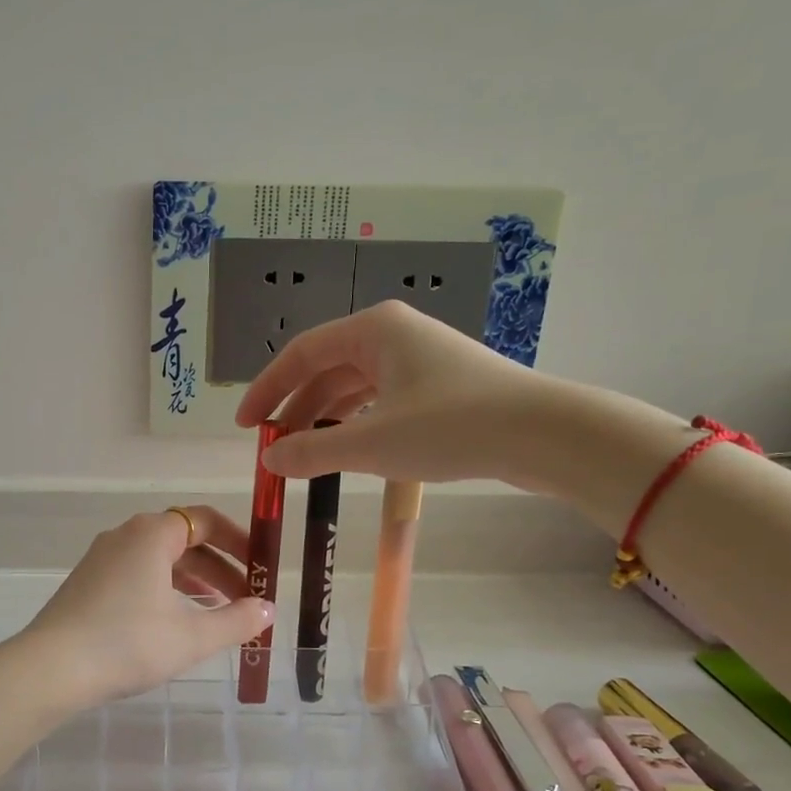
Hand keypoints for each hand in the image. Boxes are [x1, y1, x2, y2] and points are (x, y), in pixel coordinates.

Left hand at [25, 507, 273, 706]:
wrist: (51, 668)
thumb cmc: (128, 643)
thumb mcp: (192, 637)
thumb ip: (236, 621)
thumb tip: (267, 610)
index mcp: (152, 534)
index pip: (206, 520)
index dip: (240, 541)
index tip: (261, 568)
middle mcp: (125, 536)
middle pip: (184, 541)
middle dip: (220, 569)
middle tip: (246, 601)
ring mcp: (102, 558)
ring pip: (160, 560)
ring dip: (194, 581)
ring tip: (217, 613)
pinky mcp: (88, 583)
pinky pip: (138, 574)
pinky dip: (165, 590)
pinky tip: (174, 622)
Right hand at [235, 302, 557, 484]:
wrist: (545, 434)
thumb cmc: (451, 426)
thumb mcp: (371, 443)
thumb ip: (312, 451)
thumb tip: (269, 460)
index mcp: (373, 330)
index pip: (301, 354)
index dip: (266, 389)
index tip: (246, 426)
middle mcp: (393, 334)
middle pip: (326, 369)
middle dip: (296, 409)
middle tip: (274, 448)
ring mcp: (420, 358)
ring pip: (354, 386)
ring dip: (325, 419)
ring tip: (306, 455)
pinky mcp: (440, 385)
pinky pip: (380, 399)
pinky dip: (357, 423)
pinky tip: (349, 450)